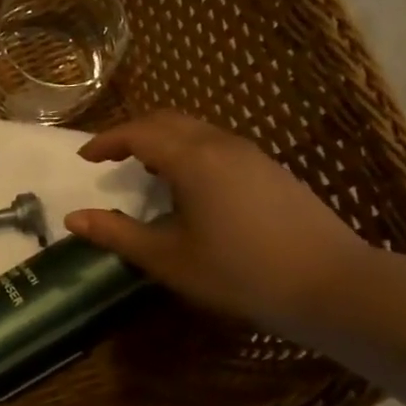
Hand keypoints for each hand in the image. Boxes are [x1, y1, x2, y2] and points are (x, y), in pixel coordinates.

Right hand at [64, 111, 366, 331]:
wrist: (332, 284)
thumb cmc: (240, 272)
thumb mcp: (169, 259)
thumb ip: (118, 234)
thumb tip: (73, 219)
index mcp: (193, 159)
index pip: (139, 132)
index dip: (107, 141)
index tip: (86, 157)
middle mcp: (221, 144)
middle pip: (168, 120)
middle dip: (133, 132)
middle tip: (110, 156)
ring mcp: (251, 154)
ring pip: (196, 130)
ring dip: (163, 140)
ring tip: (145, 169)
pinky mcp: (271, 170)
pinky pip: (217, 144)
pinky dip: (189, 151)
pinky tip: (190, 186)